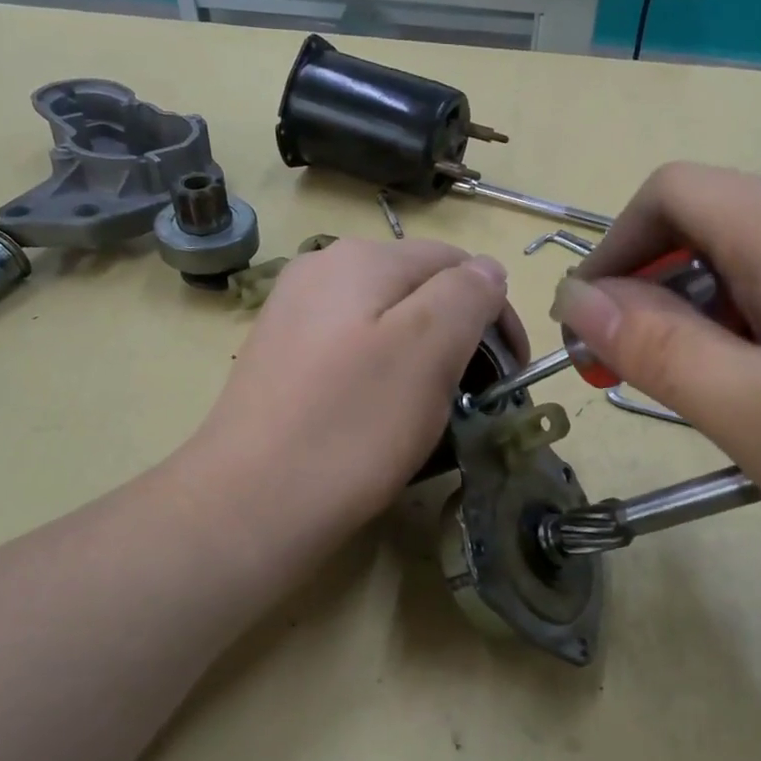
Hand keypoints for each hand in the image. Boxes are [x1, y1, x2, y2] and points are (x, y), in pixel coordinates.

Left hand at [193, 236, 525, 534]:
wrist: (250, 502)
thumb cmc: (352, 426)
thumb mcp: (428, 349)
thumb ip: (467, 295)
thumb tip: (487, 270)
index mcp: (362, 258)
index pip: (457, 263)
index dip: (495, 315)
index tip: (510, 376)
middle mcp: (321, 270)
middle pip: (418, 289)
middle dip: (459, 336)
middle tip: (474, 398)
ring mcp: (293, 315)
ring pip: (385, 322)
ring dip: (423, 358)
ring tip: (430, 411)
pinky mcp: (280, 359)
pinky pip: (351, 351)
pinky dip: (382, 375)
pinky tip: (378, 416)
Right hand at [552, 163, 760, 600]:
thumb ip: (663, 350)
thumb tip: (580, 299)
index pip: (672, 193)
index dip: (612, 250)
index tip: (585, 331)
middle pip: (707, 232)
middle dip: (648, 298)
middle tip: (629, 385)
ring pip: (749, 278)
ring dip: (697, 332)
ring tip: (697, 411)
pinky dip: (749, 351)